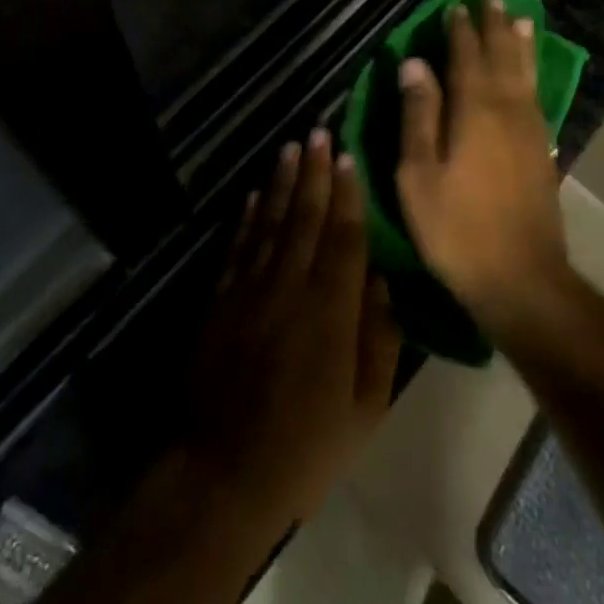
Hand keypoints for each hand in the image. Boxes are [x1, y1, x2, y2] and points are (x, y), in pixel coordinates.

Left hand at [188, 130, 401, 529]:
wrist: (225, 472)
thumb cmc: (307, 446)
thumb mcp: (365, 407)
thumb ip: (379, 339)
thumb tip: (382, 281)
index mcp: (331, 311)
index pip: (344, 238)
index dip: (348, 195)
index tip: (348, 157)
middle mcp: (290, 287)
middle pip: (306, 218)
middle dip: (314, 173)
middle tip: (318, 132)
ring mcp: (250, 289)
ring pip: (271, 222)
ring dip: (283, 183)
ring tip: (290, 148)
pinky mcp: (221, 299)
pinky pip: (239, 246)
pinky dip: (248, 216)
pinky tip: (256, 194)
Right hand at [395, 0, 571, 333]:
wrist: (522, 280)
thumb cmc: (456, 228)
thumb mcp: (418, 174)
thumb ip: (418, 114)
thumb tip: (414, 63)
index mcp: (473, 111)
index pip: (466, 57)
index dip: (460, 31)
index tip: (454, 6)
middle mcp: (507, 110)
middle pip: (501, 57)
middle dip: (493, 27)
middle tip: (489, 0)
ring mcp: (530, 130)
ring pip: (525, 73)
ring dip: (519, 44)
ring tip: (518, 19)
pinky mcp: (543, 151)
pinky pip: (536, 95)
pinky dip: (532, 73)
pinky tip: (529, 73)